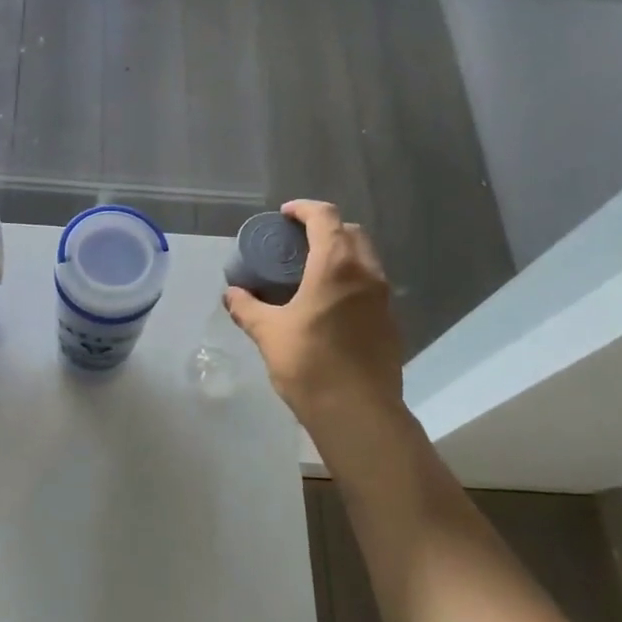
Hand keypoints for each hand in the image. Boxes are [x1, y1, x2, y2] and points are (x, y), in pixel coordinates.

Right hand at [224, 200, 404, 424]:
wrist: (357, 412)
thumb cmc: (309, 363)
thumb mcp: (268, 333)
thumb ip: (248, 308)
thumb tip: (231, 294)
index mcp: (336, 266)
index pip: (326, 217)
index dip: (304, 209)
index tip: (284, 215)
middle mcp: (366, 273)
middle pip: (351, 232)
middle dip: (325, 228)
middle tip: (297, 242)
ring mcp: (384, 298)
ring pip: (366, 258)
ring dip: (341, 253)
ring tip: (311, 271)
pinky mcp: (390, 322)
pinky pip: (371, 285)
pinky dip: (351, 280)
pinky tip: (329, 304)